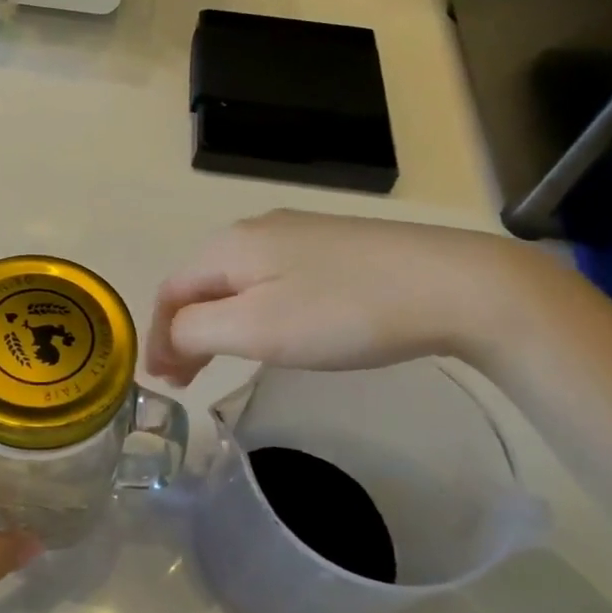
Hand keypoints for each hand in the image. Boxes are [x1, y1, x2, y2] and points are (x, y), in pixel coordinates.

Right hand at [146, 211, 534, 385]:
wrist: (454, 284)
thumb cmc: (342, 312)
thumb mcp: (256, 328)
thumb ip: (195, 330)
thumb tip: (172, 336)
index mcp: (228, 245)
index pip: (170, 291)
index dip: (158, 338)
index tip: (164, 383)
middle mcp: (255, 229)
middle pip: (200, 284)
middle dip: (184, 332)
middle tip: (186, 380)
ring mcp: (297, 234)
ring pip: (236, 282)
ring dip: (217, 323)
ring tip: (221, 362)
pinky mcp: (332, 246)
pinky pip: (270, 279)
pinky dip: (252, 311)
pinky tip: (272, 332)